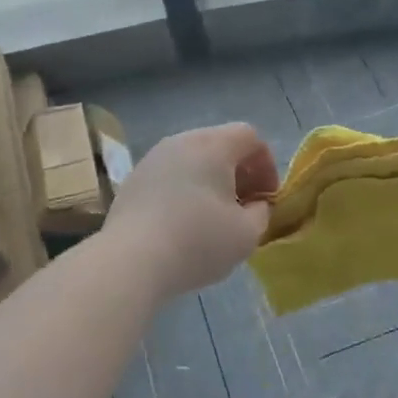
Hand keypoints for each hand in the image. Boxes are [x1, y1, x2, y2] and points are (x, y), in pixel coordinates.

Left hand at [106, 123, 278, 297]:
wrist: (131, 260)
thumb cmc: (197, 242)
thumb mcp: (246, 234)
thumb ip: (262, 213)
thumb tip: (255, 205)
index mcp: (212, 145)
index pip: (250, 136)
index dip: (266, 165)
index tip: (267, 198)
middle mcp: (181, 141)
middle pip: (219, 144)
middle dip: (239, 172)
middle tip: (244, 207)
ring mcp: (152, 158)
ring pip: (192, 159)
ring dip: (210, 181)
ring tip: (214, 217)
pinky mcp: (133, 180)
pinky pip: (170, 175)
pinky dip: (184, 190)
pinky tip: (182, 223)